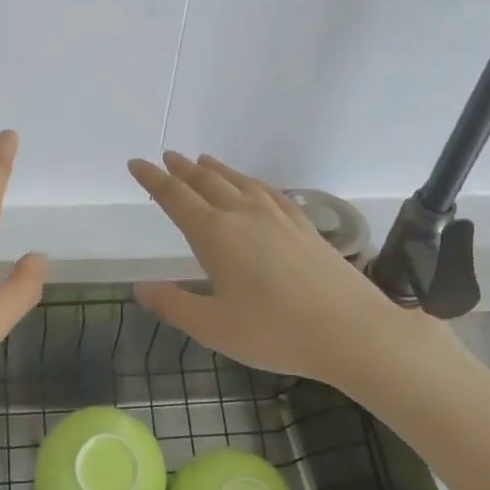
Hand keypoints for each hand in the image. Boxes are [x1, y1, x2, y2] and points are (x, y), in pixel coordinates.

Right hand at [127, 151, 426, 388]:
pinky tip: (254, 187)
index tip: (137, 163)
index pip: (176, 197)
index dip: (153, 180)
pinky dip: (252, 182)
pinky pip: (270, 192)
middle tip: (167, 157)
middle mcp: (244, 215)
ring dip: (216, 170)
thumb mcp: (214, 327)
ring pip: (240, 182)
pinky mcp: (305, 226)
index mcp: (215, 234)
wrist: (353, 331)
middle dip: (182, 169)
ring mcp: (279, 217)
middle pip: (207, 182)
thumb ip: (174, 305)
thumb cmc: (275, 332)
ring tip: (203, 160)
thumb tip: (140, 288)